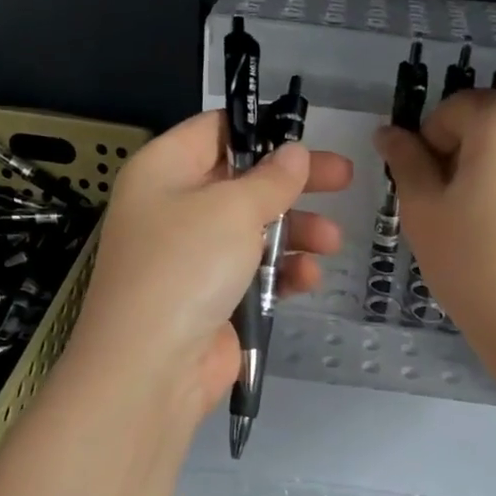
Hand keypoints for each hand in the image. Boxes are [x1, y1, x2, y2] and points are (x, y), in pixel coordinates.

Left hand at [65, 110, 352, 421]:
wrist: (151, 366)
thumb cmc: (186, 265)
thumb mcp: (232, 208)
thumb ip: (271, 178)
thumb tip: (293, 153)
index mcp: (164, 170)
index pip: (214, 131)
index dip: (260, 129)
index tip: (304, 136)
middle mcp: (175, 209)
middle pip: (243, 182)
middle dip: (294, 184)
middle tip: (344, 178)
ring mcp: (193, 257)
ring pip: (254, 230)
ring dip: (296, 232)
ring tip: (330, 241)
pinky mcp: (212, 298)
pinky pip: (254, 273)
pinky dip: (281, 272)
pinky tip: (307, 278)